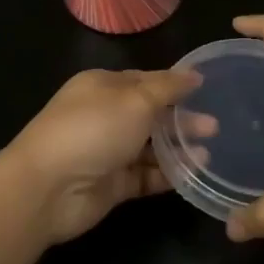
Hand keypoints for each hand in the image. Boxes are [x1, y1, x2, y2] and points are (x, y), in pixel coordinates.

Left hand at [5, 68, 210, 243]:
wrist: (47, 189)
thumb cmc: (92, 130)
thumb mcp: (135, 99)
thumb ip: (168, 88)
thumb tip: (193, 74)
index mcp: (103, 86)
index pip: (146, 80)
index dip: (175, 85)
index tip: (208, 90)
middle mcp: (105, 115)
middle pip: (150, 114)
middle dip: (182, 119)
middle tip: (215, 126)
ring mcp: (107, 151)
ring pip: (150, 147)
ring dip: (178, 148)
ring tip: (209, 152)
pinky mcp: (112, 184)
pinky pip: (146, 175)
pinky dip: (169, 173)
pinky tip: (194, 172)